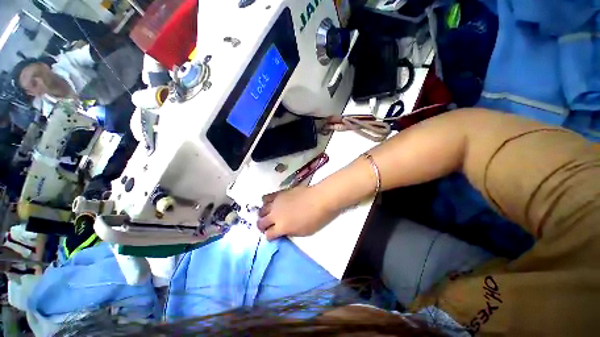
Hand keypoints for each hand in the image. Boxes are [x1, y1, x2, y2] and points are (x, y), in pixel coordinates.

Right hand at [257, 186, 338, 240]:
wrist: (319, 199)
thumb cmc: (315, 218)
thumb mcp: (302, 232)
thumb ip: (289, 232)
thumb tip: (282, 231)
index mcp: (281, 227)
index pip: (268, 235)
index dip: (270, 236)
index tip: (273, 236)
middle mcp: (275, 215)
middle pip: (261, 223)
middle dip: (263, 227)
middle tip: (268, 226)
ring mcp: (276, 203)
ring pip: (261, 210)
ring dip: (263, 214)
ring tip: (268, 215)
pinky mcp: (279, 193)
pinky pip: (266, 197)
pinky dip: (266, 202)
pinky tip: (270, 203)